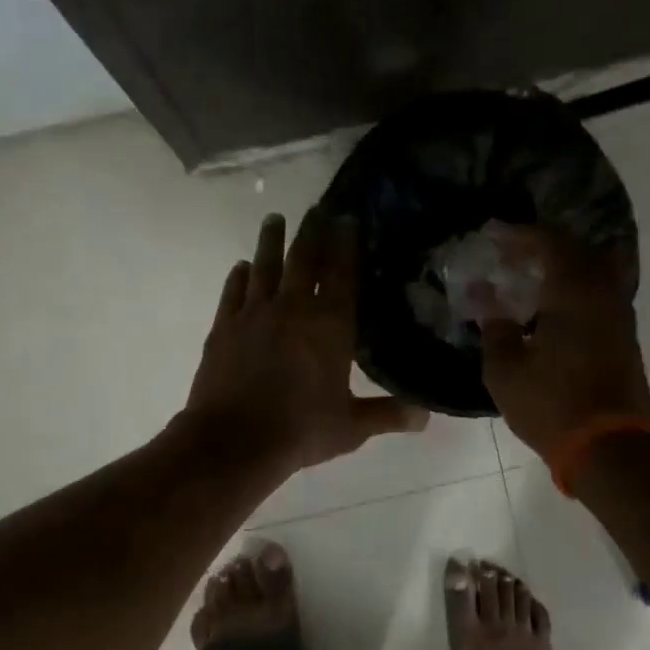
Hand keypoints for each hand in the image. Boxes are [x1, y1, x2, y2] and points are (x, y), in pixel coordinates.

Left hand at [181, 209, 427, 474]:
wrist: (233, 441)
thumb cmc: (300, 430)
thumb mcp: (351, 426)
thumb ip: (388, 414)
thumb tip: (426, 416)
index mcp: (329, 325)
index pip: (342, 272)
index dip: (346, 243)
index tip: (348, 218)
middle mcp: (293, 308)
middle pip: (303, 258)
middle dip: (312, 230)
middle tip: (317, 208)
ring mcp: (254, 313)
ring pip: (265, 265)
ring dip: (271, 240)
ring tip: (275, 219)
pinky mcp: (223, 326)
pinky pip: (233, 291)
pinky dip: (239, 275)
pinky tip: (242, 266)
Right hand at [478, 226, 649, 462]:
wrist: (609, 449)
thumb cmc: (551, 404)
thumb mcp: (505, 369)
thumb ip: (494, 326)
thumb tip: (484, 297)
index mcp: (574, 292)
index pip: (550, 242)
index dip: (520, 234)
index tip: (494, 235)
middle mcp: (604, 293)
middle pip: (578, 249)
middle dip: (543, 245)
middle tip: (511, 254)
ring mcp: (620, 315)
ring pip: (594, 270)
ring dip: (563, 266)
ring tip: (529, 277)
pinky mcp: (625, 337)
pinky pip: (600, 293)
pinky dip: (575, 287)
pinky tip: (551, 306)